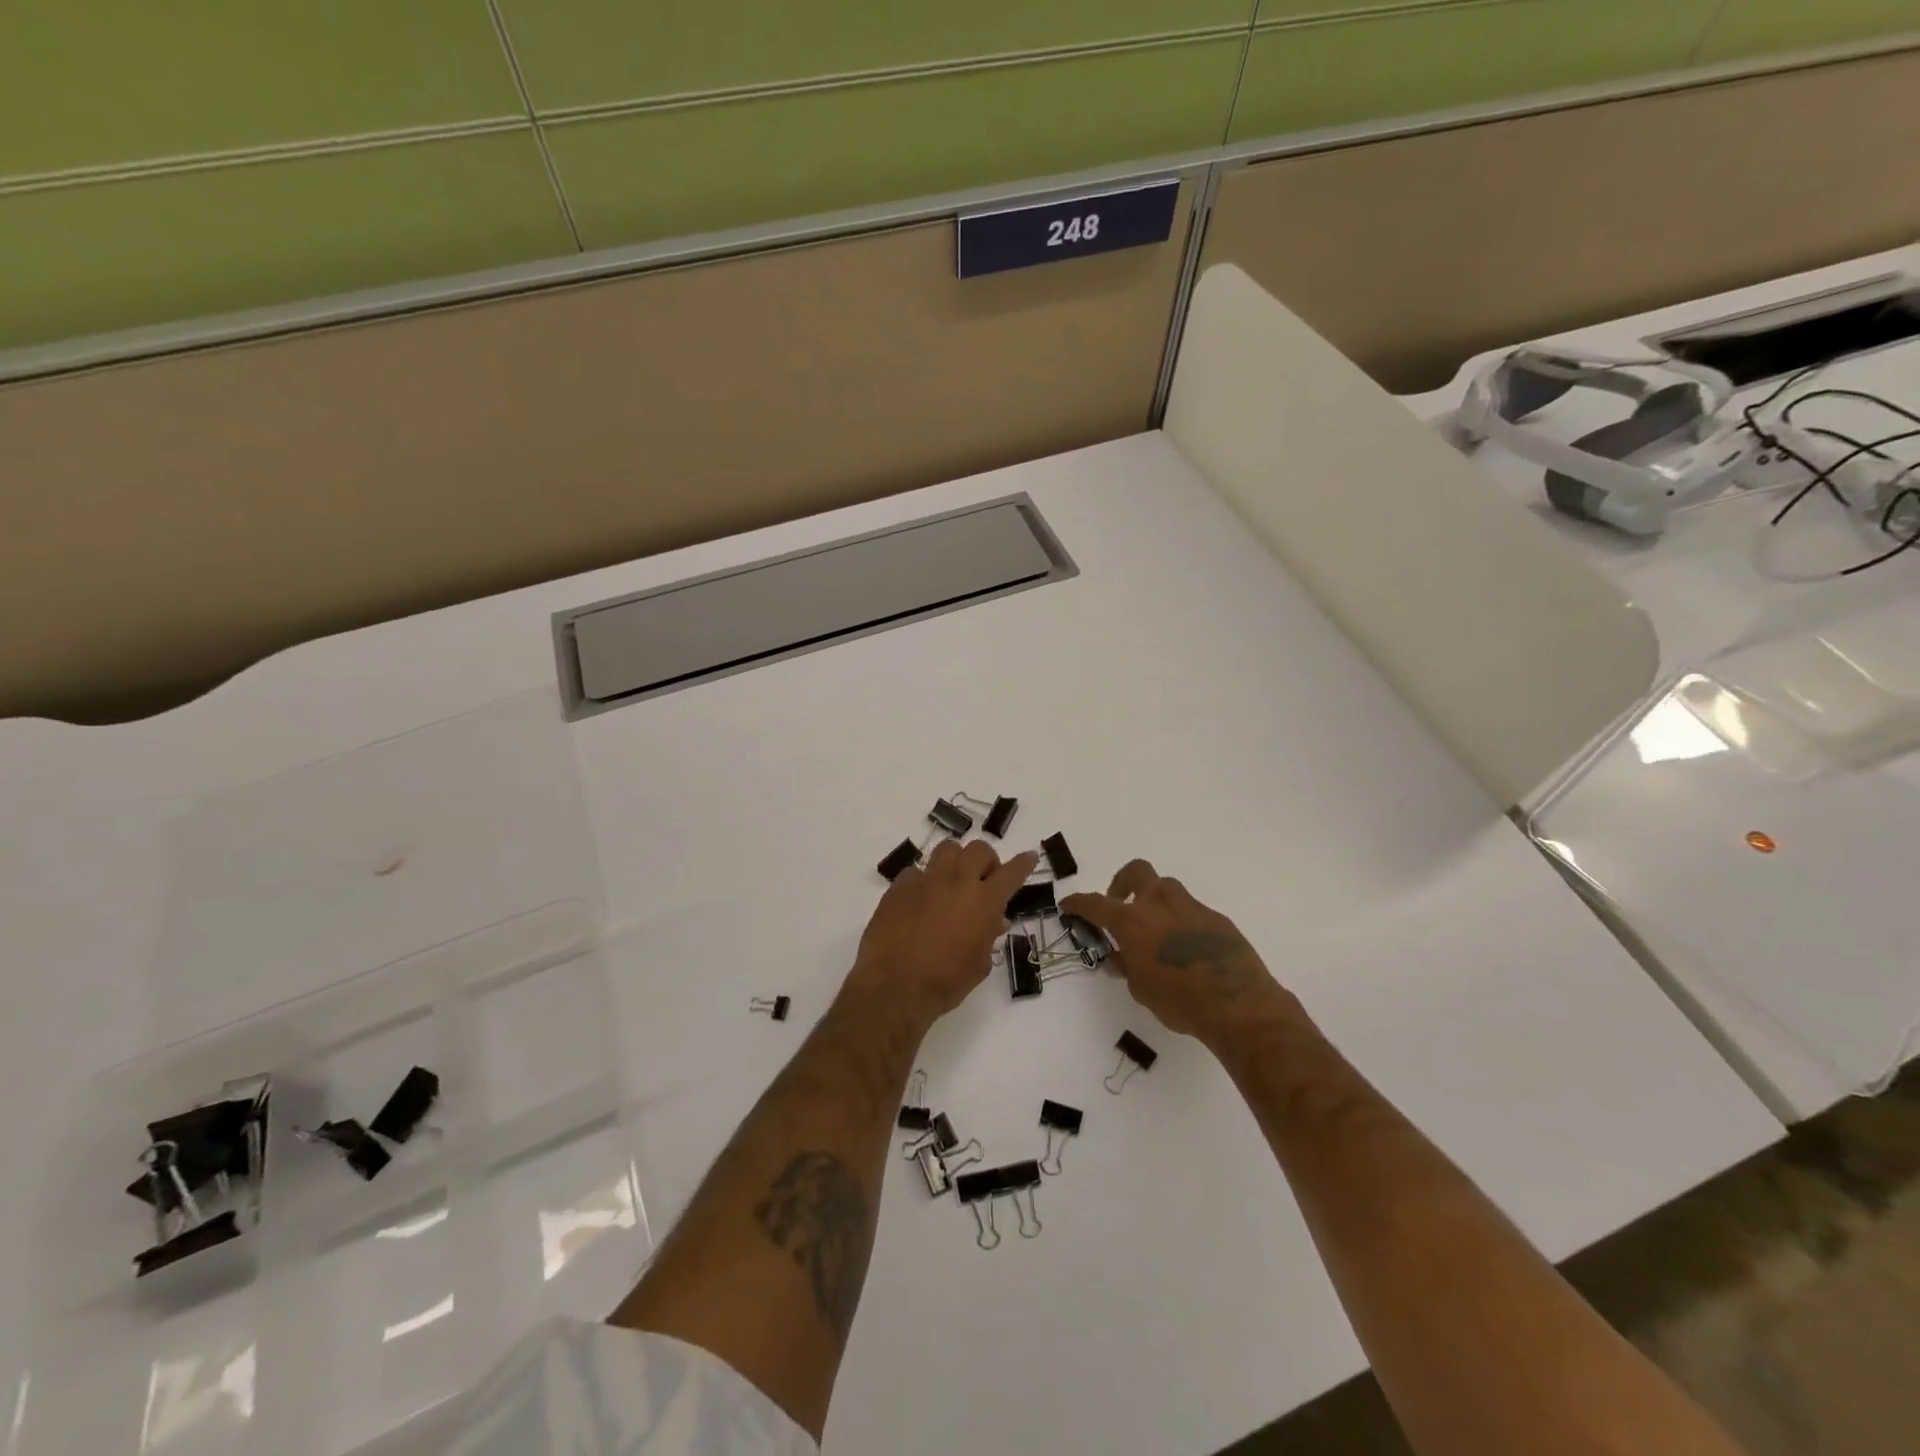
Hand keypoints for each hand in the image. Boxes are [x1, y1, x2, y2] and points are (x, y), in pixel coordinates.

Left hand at [847, 840, 1040, 1023]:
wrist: (895, 987)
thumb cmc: (945, 982)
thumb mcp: (979, 964)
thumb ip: (989, 936)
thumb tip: (995, 920)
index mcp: (984, 902)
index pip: (1011, 873)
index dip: (1023, 863)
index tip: (1029, 857)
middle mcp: (957, 882)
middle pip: (978, 850)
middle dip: (986, 860)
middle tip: (983, 879)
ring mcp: (925, 880)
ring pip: (947, 849)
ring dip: (955, 861)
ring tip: (952, 881)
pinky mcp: (899, 886)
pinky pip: (915, 871)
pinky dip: (923, 881)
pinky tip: (919, 900)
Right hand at [1062, 860, 1293, 1046]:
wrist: (1238, 1004)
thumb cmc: (1180, 1002)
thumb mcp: (1141, 990)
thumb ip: (1126, 967)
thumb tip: (1119, 958)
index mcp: (1132, 921)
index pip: (1095, 903)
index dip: (1078, 903)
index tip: (1069, 905)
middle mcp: (1158, 904)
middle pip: (1136, 872)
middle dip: (1121, 882)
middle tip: (1119, 904)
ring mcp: (1190, 906)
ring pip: (1166, 887)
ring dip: (1154, 899)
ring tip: (1154, 927)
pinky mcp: (1215, 917)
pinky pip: (1190, 910)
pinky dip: (1180, 920)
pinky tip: (1185, 947)